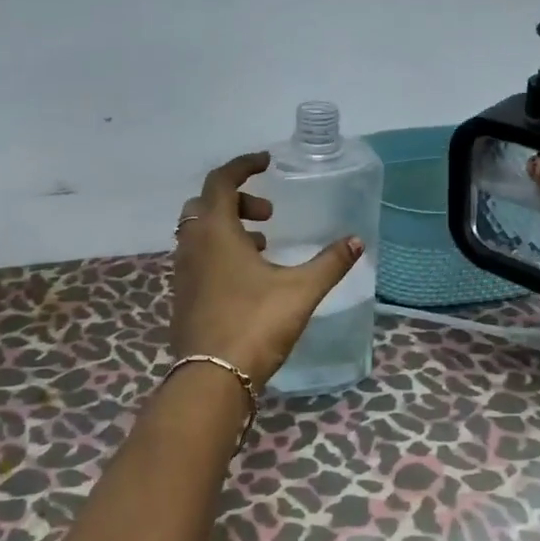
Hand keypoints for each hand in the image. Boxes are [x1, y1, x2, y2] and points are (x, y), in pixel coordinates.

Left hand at [170, 153, 364, 384]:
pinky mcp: (182, 296)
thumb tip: (356, 241)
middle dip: (237, 199)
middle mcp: (192, 245)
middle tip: (268, 214)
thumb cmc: (255, 324)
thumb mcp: (301, 290)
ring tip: (263, 245)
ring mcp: (182, 272)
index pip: (220, 180)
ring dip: (228, 227)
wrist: (211, 379)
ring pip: (199, 232)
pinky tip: (247, 277)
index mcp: (216, 232)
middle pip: (206, 204)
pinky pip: (198, 257)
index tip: (267, 161)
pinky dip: (219, 251)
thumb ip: (330, 263)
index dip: (243, 165)